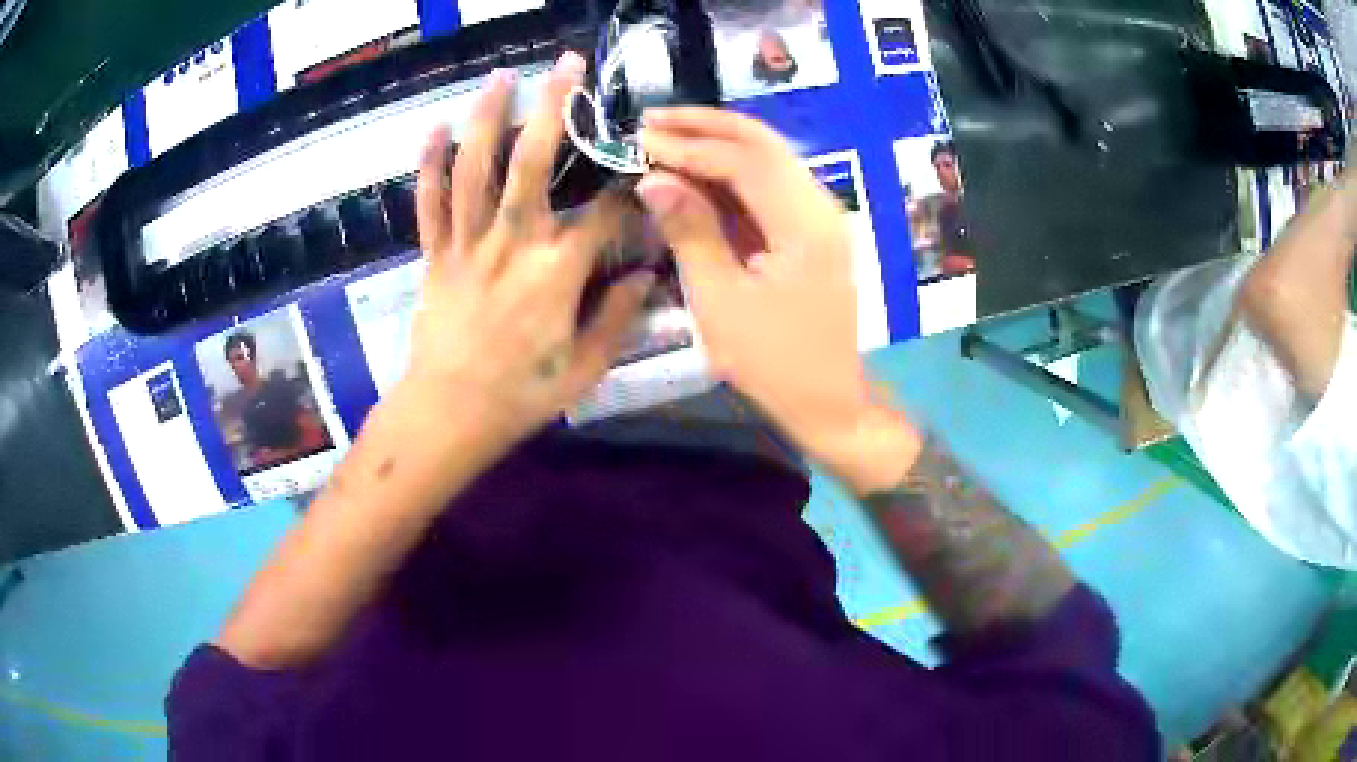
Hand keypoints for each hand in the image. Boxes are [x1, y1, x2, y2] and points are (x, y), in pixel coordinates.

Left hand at [405, 53, 652, 445]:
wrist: (448, 415)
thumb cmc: (521, 396)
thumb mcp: (585, 368)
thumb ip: (618, 317)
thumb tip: (647, 274)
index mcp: (556, 272)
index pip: (604, 212)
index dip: (630, 186)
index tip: (643, 165)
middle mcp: (511, 244)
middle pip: (531, 162)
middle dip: (553, 106)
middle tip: (566, 63)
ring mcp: (465, 245)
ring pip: (474, 169)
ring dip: (487, 117)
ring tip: (500, 76)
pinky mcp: (433, 256)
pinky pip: (428, 203)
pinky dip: (428, 164)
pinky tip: (435, 128)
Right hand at [636, 109, 919, 492]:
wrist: (828, 398)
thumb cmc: (772, 361)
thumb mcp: (720, 300)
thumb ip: (690, 231)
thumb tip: (653, 178)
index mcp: (803, 224)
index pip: (743, 160)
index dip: (688, 147)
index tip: (639, 140)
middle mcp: (819, 205)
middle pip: (763, 143)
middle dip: (705, 126)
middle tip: (650, 120)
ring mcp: (820, 214)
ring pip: (769, 156)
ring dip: (719, 141)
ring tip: (666, 135)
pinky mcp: (812, 228)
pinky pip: (771, 182)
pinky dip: (732, 168)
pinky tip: (697, 168)